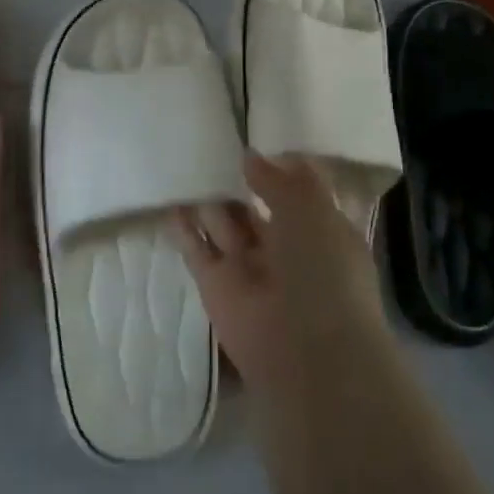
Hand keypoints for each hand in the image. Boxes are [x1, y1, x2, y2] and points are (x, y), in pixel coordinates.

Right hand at [175, 155, 393, 400]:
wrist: (305, 351)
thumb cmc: (323, 271)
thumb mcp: (311, 211)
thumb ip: (280, 181)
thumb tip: (251, 158)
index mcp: (320, 231)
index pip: (297, 193)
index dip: (279, 169)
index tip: (255, 142)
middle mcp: (285, 248)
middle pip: (256, 208)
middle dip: (238, 182)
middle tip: (209, 148)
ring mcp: (248, 268)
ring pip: (224, 225)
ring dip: (209, 200)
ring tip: (185, 164)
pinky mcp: (215, 286)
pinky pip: (196, 249)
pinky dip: (183, 228)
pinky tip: (170, 201)